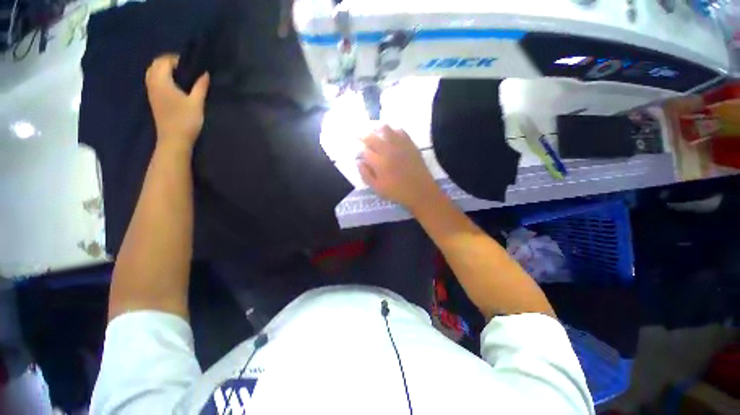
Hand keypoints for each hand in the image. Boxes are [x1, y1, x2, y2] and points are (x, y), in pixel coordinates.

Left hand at [145, 54, 209, 150]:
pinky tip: (174, 84)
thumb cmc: (186, 120)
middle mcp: (153, 83)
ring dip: (163, 69)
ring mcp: (151, 92)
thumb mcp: (196, 103)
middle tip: (186, 67)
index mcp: (161, 81)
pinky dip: (161, 77)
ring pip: (153, 72)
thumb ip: (200, 86)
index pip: (164, 61)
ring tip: (180, 75)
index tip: (191, 63)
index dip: (176, 59)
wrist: (174, 140)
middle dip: (168, 62)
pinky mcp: (153, 99)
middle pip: (155, 65)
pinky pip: (153, 81)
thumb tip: (205, 73)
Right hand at [358, 126, 440, 210]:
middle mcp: (388, 150)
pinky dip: (392, 131)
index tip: (359, 152)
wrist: (420, 191)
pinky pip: (400, 131)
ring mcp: (400, 145)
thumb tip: (358, 161)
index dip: (359, 150)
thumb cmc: (397, 192)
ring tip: (374, 133)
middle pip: (371, 137)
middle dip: (363, 136)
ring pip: (385, 128)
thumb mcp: (377, 188)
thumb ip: (365, 174)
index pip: (364, 151)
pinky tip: (391, 136)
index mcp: (379, 163)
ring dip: (376, 129)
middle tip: (360, 137)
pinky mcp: (410, 144)